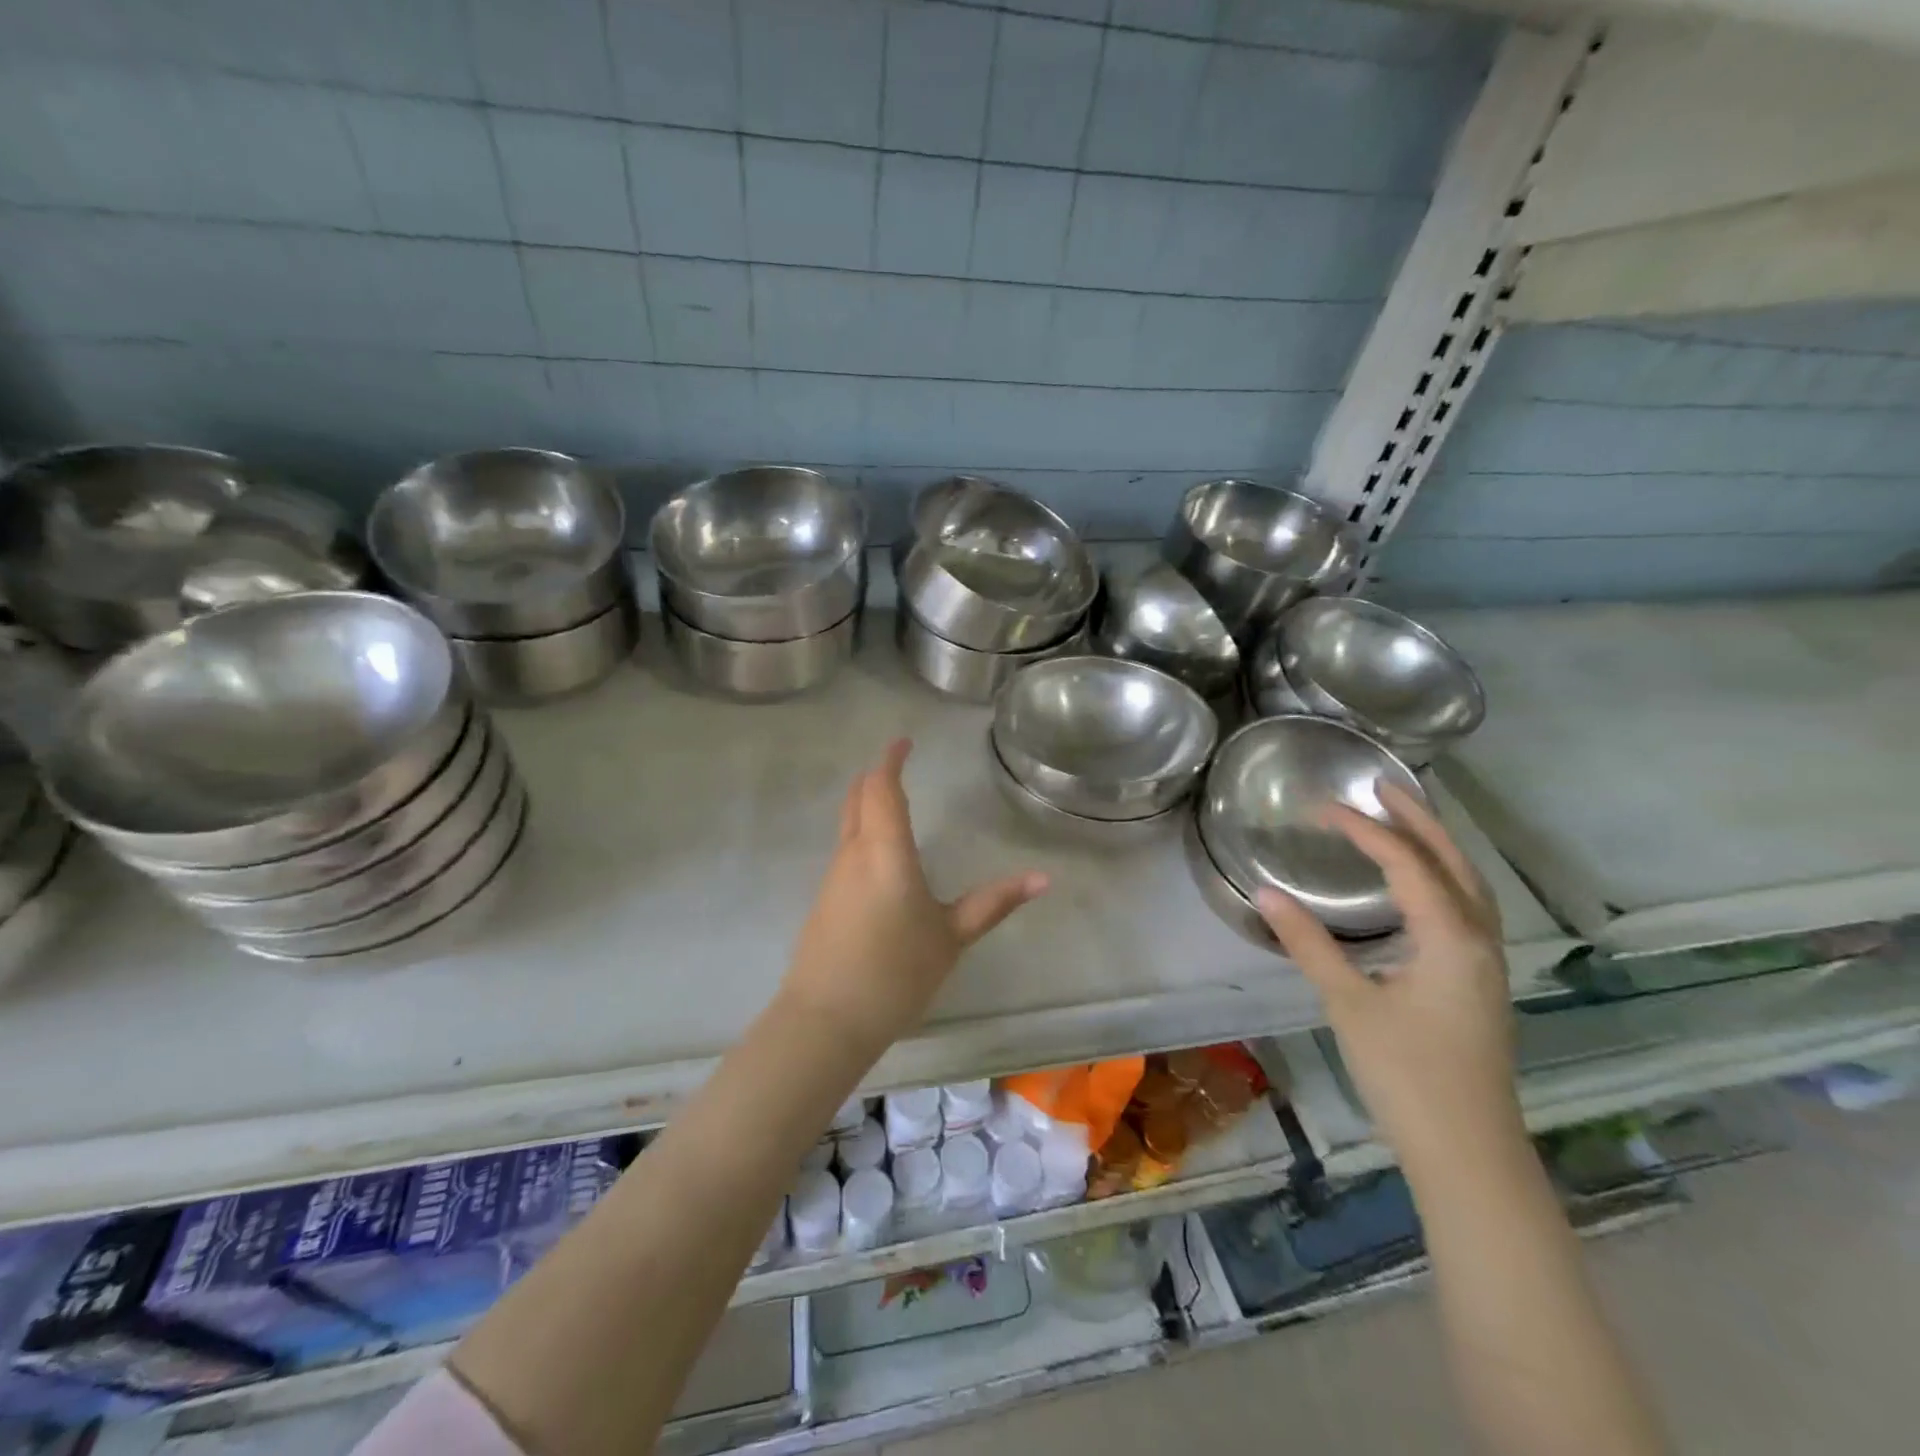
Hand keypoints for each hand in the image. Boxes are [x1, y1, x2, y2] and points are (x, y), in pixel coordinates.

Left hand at [781, 739, 1048, 1053]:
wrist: (826, 1019)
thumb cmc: (896, 972)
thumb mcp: (952, 937)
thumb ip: (994, 902)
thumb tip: (1044, 878)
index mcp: (885, 851)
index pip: (883, 788)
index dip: (891, 760)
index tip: (904, 742)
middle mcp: (854, 853)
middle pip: (858, 797)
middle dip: (877, 776)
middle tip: (898, 765)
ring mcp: (833, 876)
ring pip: (848, 822)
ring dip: (867, 802)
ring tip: (892, 801)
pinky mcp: (824, 899)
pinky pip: (844, 848)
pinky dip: (861, 831)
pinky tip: (878, 854)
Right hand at [1257, 783, 1522, 1172]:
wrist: (1468, 1154)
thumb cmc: (1407, 1074)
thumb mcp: (1348, 1003)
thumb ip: (1308, 943)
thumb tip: (1267, 892)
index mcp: (1451, 937)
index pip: (1407, 863)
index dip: (1364, 829)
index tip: (1322, 807)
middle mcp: (1479, 940)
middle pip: (1454, 862)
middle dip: (1419, 819)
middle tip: (1382, 784)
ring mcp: (1485, 964)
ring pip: (1467, 885)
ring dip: (1436, 845)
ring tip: (1402, 819)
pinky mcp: (1478, 983)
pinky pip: (1465, 909)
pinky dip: (1441, 878)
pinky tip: (1416, 887)